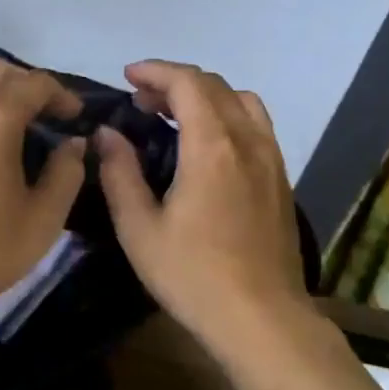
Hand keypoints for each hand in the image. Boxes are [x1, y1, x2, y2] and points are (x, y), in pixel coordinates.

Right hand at [96, 60, 310, 353]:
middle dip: (175, 82)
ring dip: (206, 97)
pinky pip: (257, 127)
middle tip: (141, 103)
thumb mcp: (139, 228)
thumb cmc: (192, 275)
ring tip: (176, 119)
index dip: (155, 71)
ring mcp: (271, 160)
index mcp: (212, 146)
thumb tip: (107, 134)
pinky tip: (209, 149)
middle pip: (215, 86)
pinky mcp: (281, 180)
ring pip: (243, 102)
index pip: (187, 83)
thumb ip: (119, 173)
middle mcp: (248, 141)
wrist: (261, 318)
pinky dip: (228, 118)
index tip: (127, 77)